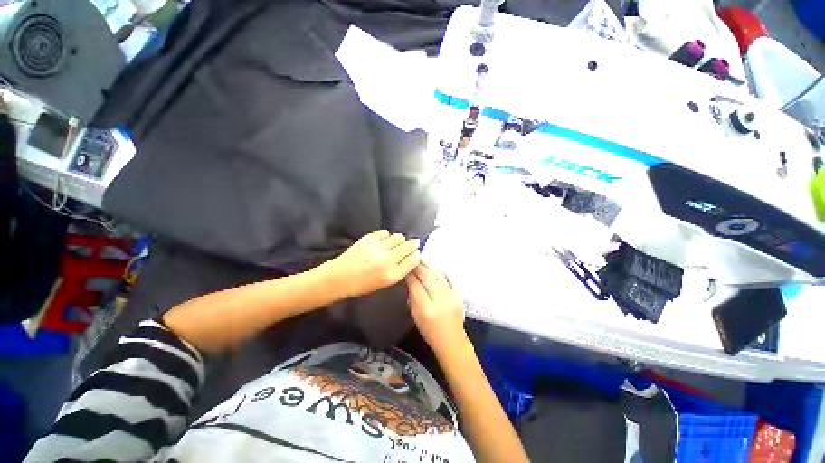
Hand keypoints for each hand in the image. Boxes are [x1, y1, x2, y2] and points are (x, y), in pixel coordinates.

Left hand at [327, 230, 420, 297]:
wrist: (340, 277)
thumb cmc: (363, 284)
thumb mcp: (385, 282)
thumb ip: (400, 269)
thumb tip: (411, 256)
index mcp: (392, 275)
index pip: (413, 260)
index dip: (416, 254)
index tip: (416, 252)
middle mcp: (387, 260)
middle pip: (408, 246)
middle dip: (412, 244)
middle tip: (413, 243)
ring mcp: (378, 247)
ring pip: (398, 237)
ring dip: (400, 240)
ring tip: (396, 243)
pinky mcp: (369, 238)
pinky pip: (385, 232)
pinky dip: (387, 236)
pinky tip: (384, 240)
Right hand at [406, 263, 466, 354]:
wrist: (452, 340)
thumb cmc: (430, 331)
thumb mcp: (415, 316)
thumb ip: (412, 297)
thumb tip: (409, 281)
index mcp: (426, 308)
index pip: (415, 285)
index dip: (409, 275)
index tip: (405, 268)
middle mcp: (440, 300)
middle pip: (427, 276)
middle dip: (418, 266)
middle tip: (412, 259)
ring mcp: (451, 296)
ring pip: (437, 274)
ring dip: (428, 267)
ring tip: (421, 261)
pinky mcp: (458, 294)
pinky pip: (446, 279)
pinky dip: (437, 273)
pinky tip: (432, 270)